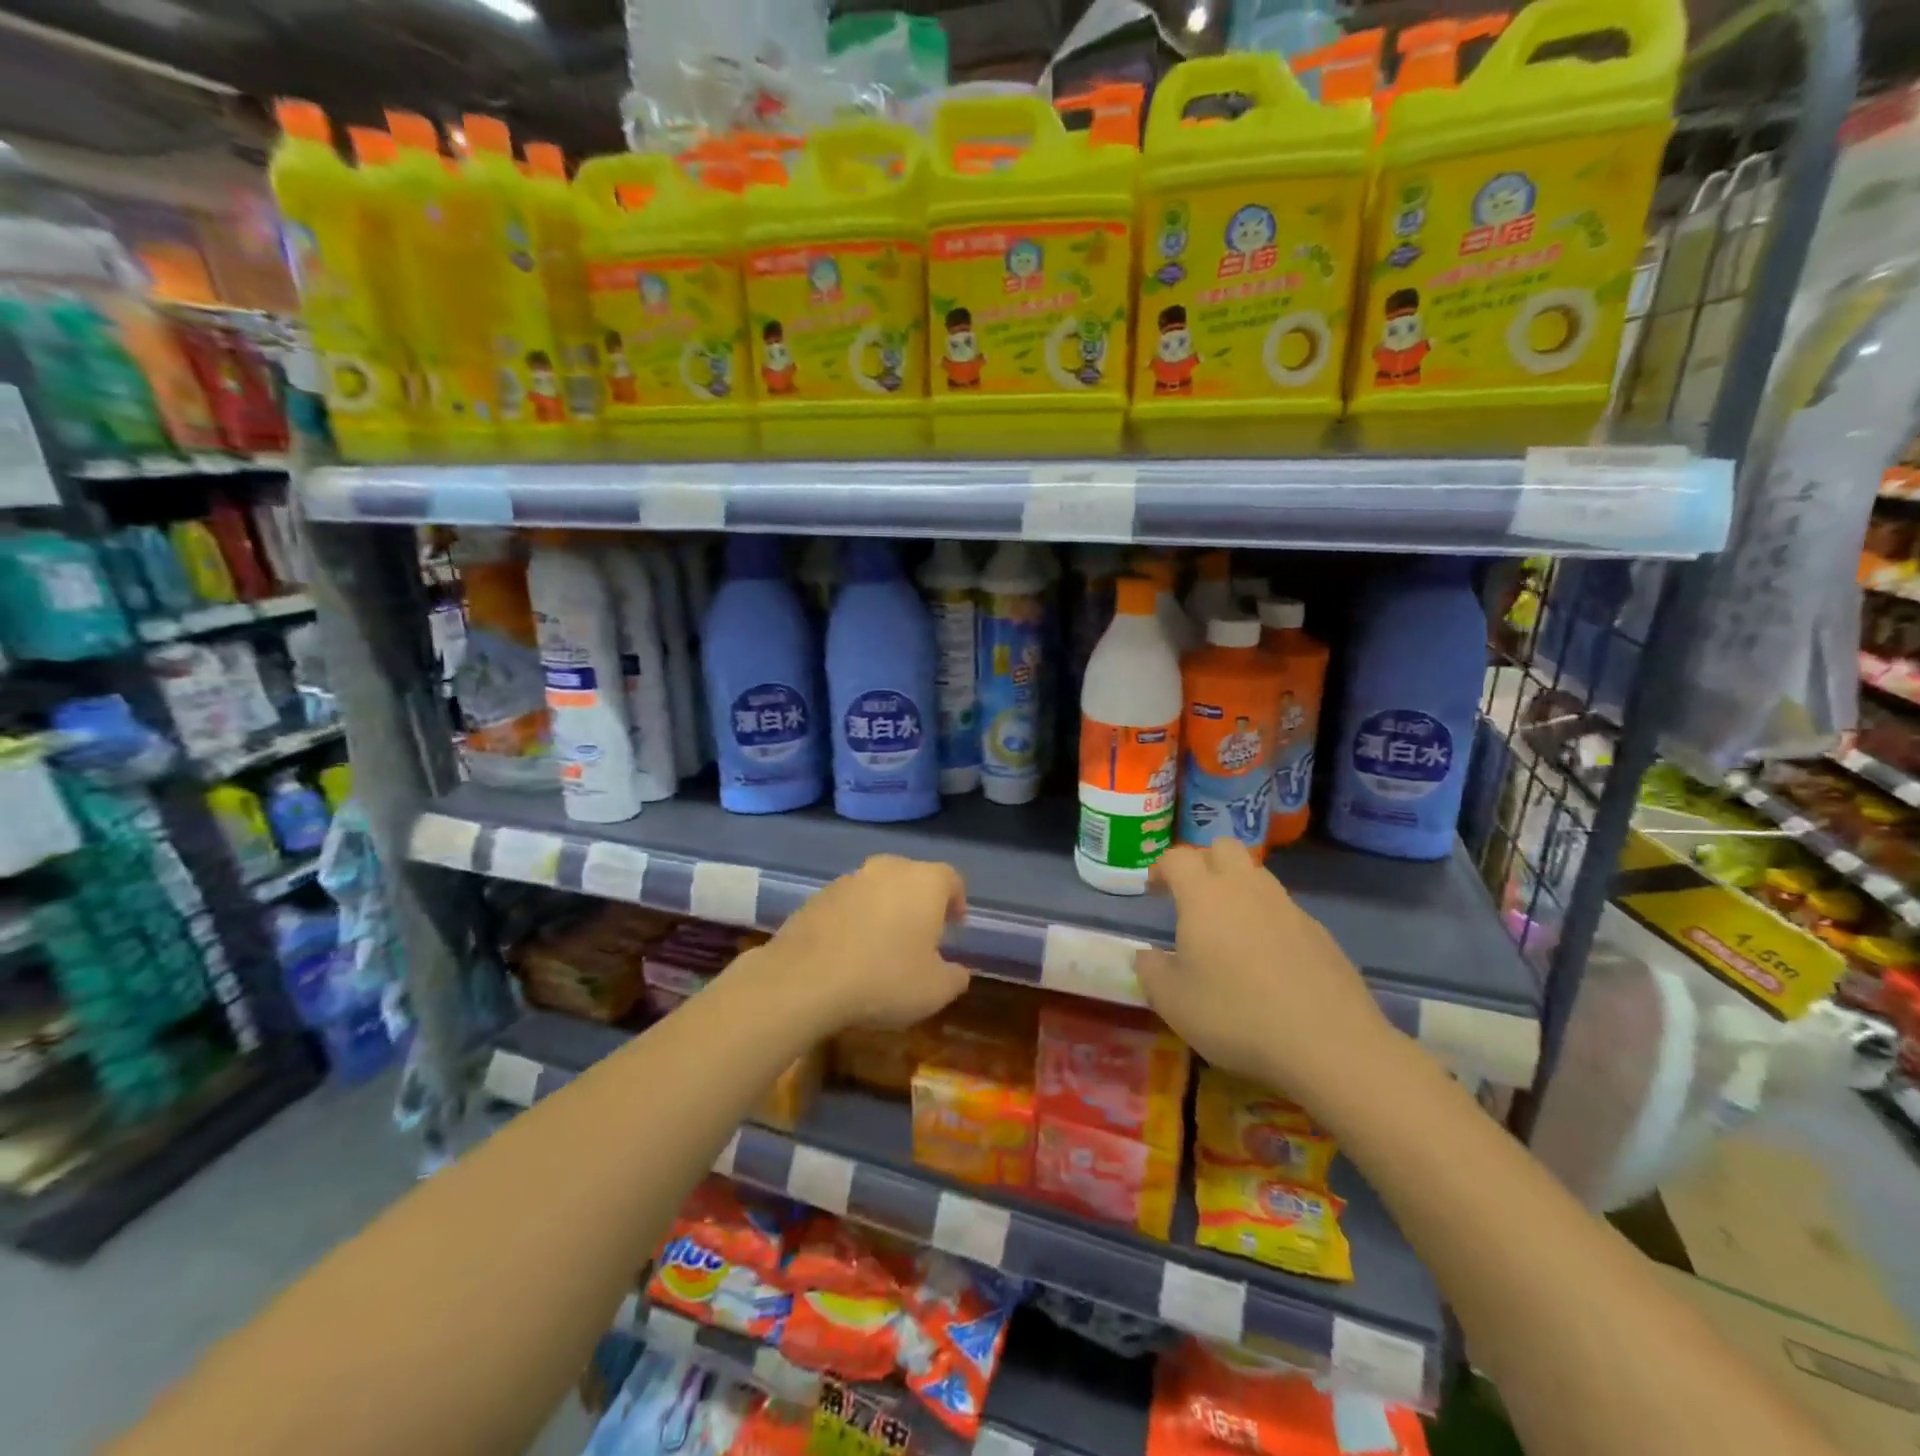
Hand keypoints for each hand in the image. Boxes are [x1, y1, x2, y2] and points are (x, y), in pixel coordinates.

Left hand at [748, 854, 969, 1034]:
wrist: (805, 979)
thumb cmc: (884, 979)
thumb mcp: (935, 990)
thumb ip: (955, 977)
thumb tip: (958, 971)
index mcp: (924, 882)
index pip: (950, 879)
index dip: (956, 901)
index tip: (955, 925)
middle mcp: (888, 869)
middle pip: (912, 877)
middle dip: (919, 901)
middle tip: (921, 932)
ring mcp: (849, 879)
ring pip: (876, 888)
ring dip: (884, 908)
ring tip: (882, 943)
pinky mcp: (817, 896)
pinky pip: (847, 903)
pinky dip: (854, 919)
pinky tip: (849, 950)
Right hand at [1136, 840, 1398, 1102]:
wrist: (1329, 1044)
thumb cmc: (1236, 1015)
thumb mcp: (1173, 1002)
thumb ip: (1151, 971)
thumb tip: (1147, 955)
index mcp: (1204, 895)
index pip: (1178, 858)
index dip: (1161, 868)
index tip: (1153, 890)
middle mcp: (1246, 888)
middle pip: (1223, 848)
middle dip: (1204, 862)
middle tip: (1192, 898)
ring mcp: (1288, 908)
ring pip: (1257, 876)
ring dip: (1237, 889)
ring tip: (1228, 931)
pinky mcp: (1319, 932)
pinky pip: (1283, 910)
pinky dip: (1267, 921)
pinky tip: (1267, 962)